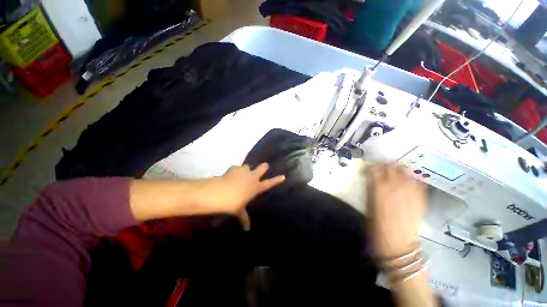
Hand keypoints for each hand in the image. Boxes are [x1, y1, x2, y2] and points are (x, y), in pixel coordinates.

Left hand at [200, 163, 284, 228]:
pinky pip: (236, 168)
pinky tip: (230, 174)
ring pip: (248, 166)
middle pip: (261, 169)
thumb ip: (244, 218)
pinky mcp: (234, 168)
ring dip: (246, 169)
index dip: (276, 180)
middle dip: (263, 167)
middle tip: (265, 164)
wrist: (221, 193)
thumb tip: (247, 229)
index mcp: (256, 187)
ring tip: (242, 172)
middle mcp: (252, 177)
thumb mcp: (239, 211)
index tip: (283, 176)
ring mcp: (243, 171)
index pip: (269, 184)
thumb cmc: (233, 204)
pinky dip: (234, 170)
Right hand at [366, 164, 425, 258]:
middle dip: (384, 165)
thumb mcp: (368, 203)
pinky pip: (418, 181)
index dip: (371, 166)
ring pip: (405, 171)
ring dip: (398, 169)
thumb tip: (371, 177)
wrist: (397, 241)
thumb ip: (370, 187)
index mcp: (379, 186)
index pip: (375, 168)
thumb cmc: (377, 223)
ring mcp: (410, 190)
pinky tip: (408, 180)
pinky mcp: (421, 197)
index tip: (368, 169)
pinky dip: (412, 178)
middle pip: (391, 166)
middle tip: (381, 169)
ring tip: (394, 172)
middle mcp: (395, 184)